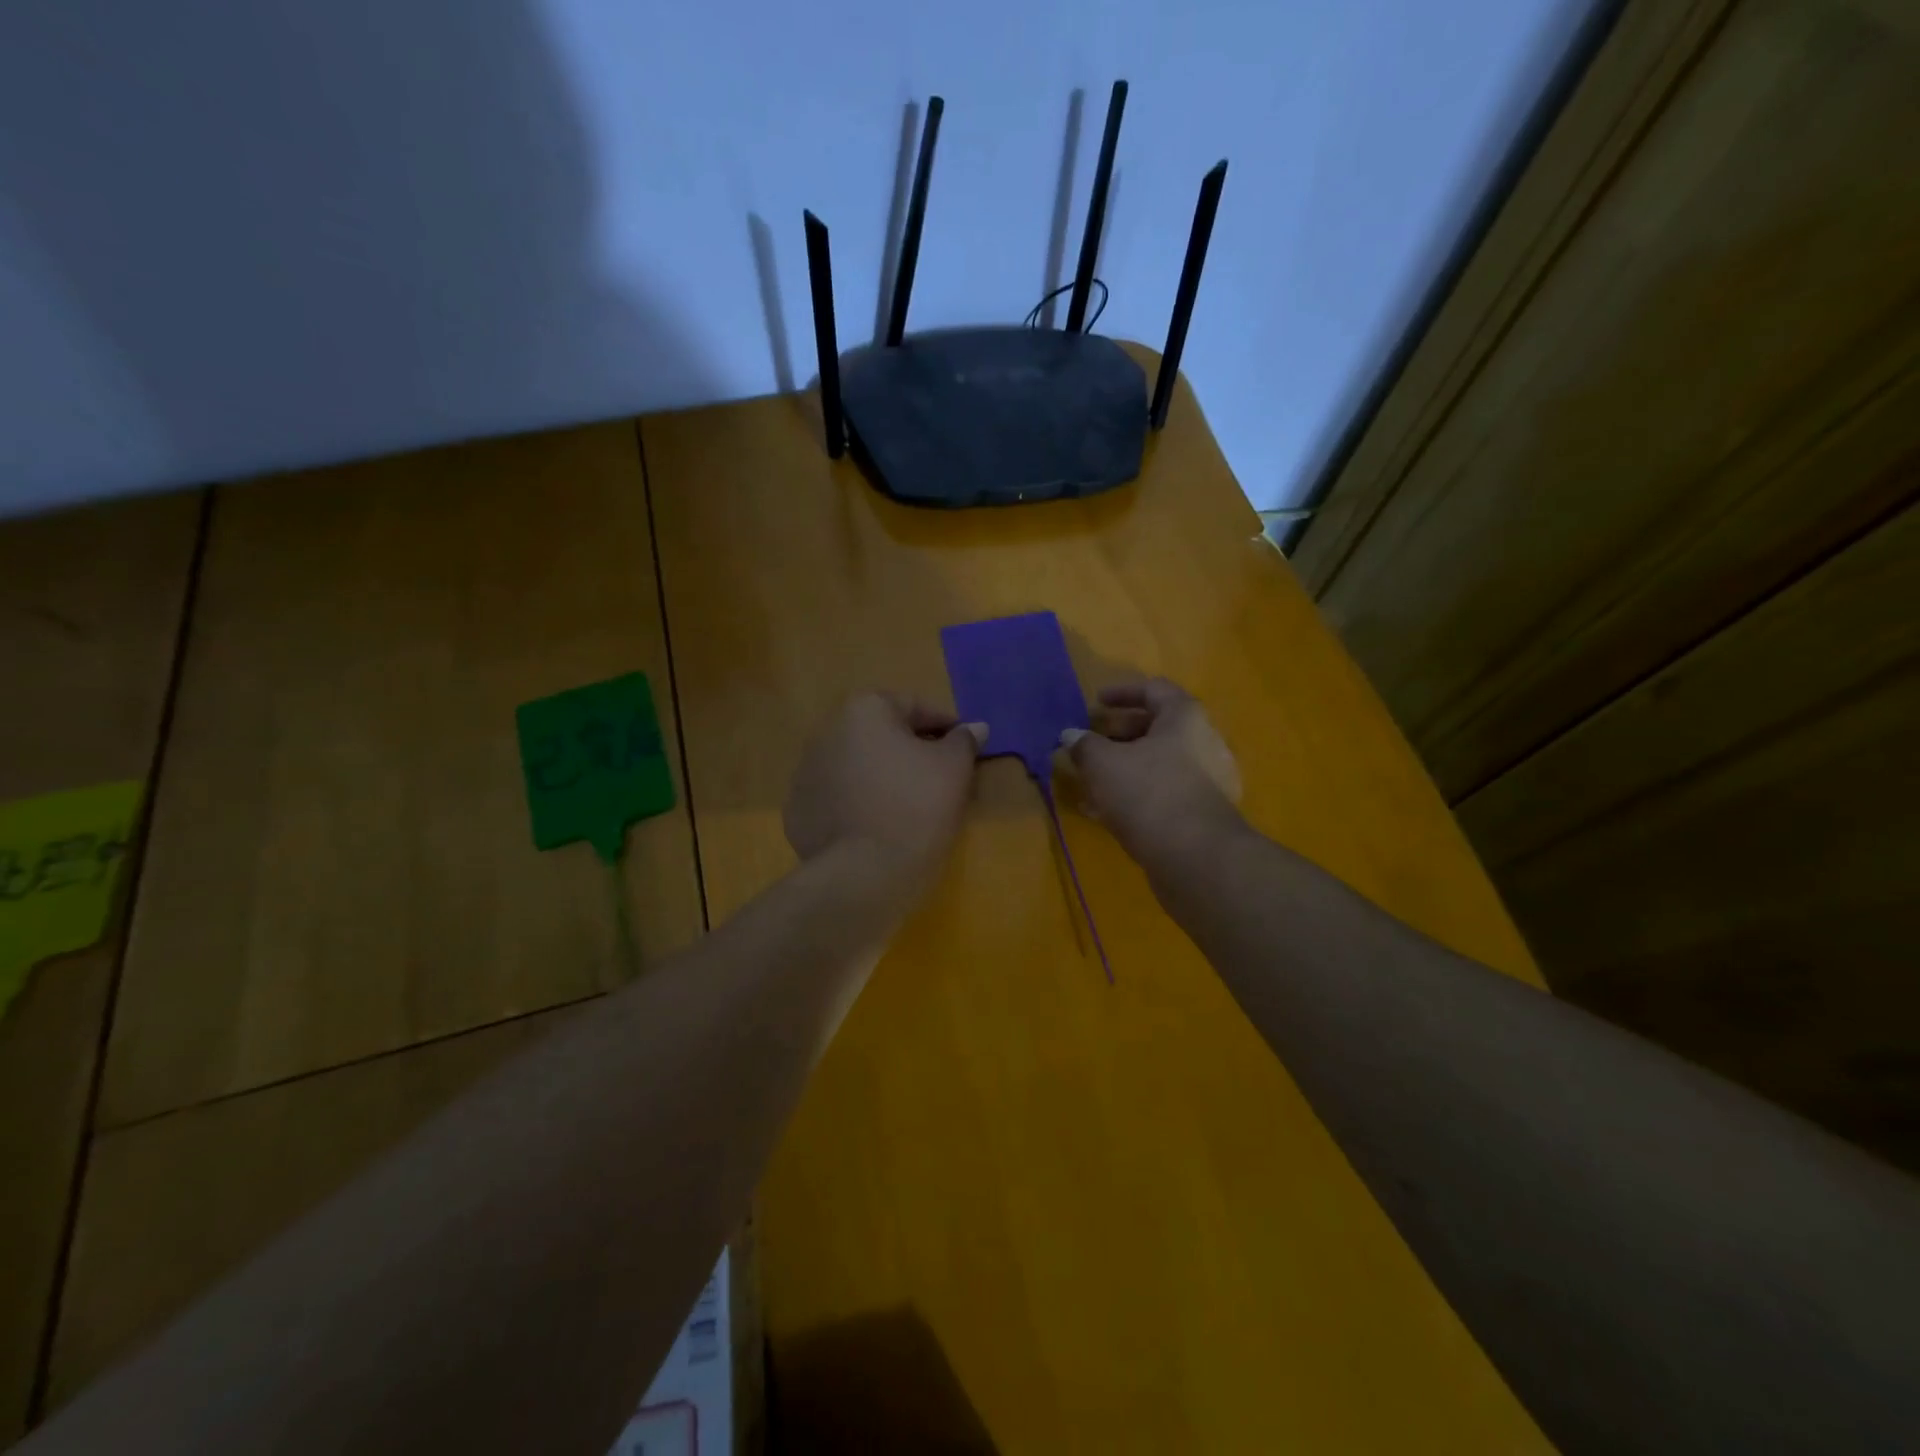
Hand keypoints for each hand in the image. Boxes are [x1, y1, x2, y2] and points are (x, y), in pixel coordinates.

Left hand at [784, 692, 986, 887]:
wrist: (864, 874)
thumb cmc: (916, 807)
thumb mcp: (953, 769)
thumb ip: (964, 740)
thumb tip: (975, 727)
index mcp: (863, 710)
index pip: (914, 706)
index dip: (945, 726)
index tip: (965, 748)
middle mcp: (826, 732)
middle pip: (881, 734)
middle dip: (910, 749)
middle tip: (940, 776)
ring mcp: (806, 772)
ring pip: (857, 766)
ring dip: (882, 775)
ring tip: (909, 804)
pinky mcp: (798, 811)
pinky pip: (839, 798)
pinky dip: (858, 804)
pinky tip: (878, 826)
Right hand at [1058, 678, 1243, 863]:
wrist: (1196, 857)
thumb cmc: (1148, 792)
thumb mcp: (1103, 763)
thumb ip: (1084, 745)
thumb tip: (1071, 735)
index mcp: (1184, 717)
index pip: (1154, 689)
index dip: (1122, 692)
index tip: (1095, 702)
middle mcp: (1204, 742)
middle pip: (1157, 728)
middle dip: (1119, 734)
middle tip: (1090, 743)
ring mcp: (1209, 780)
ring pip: (1159, 763)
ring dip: (1125, 767)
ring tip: (1091, 781)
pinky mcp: (1204, 814)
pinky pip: (1165, 792)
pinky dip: (1137, 794)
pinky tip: (1106, 812)